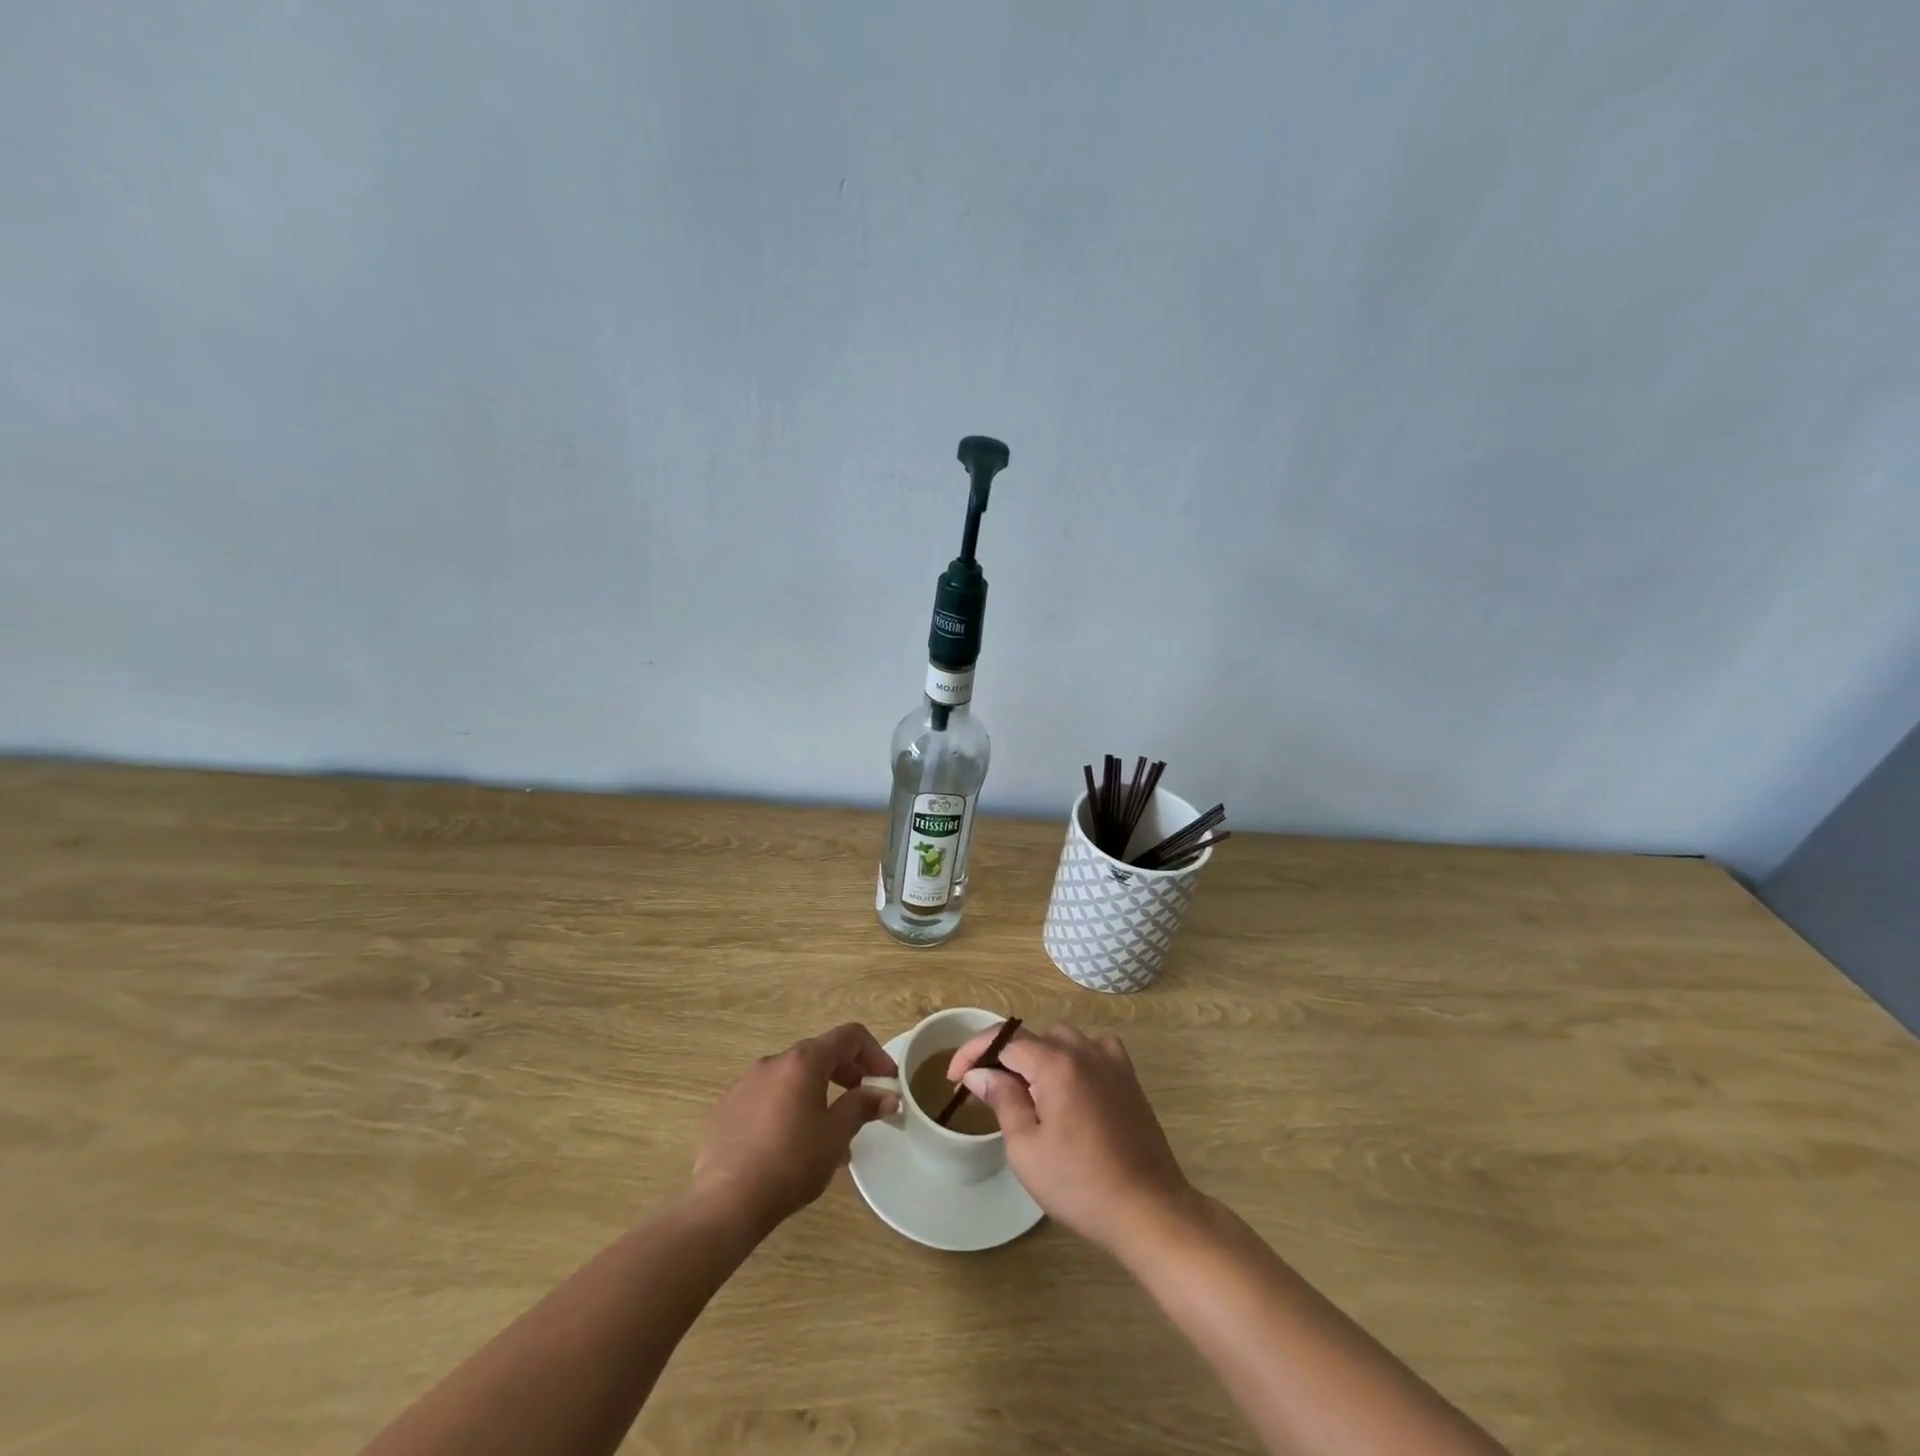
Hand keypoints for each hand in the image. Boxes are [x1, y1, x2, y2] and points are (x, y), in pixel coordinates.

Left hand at [691, 1023, 897, 1235]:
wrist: (725, 1203)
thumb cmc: (790, 1163)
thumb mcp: (836, 1135)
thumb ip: (863, 1107)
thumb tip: (888, 1095)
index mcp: (803, 1061)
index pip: (849, 1037)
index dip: (875, 1053)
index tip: (887, 1081)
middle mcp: (773, 1061)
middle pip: (820, 1053)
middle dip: (848, 1073)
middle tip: (864, 1101)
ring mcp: (746, 1083)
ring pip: (793, 1077)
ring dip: (818, 1093)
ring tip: (829, 1131)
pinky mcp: (727, 1107)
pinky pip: (768, 1096)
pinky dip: (789, 1107)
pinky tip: (791, 1143)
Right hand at [948, 1022, 1193, 1254]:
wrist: (1147, 1209)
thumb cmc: (1080, 1184)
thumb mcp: (1026, 1148)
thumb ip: (1002, 1100)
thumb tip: (979, 1073)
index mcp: (1056, 1063)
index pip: (1004, 1039)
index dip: (974, 1051)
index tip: (954, 1076)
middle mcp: (1084, 1049)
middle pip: (1033, 1037)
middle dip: (1005, 1057)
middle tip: (989, 1091)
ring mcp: (1110, 1060)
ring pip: (1063, 1039)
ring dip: (1039, 1057)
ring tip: (1027, 1093)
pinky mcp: (1128, 1077)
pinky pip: (1092, 1049)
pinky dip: (1073, 1058)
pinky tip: (1068, 1086)